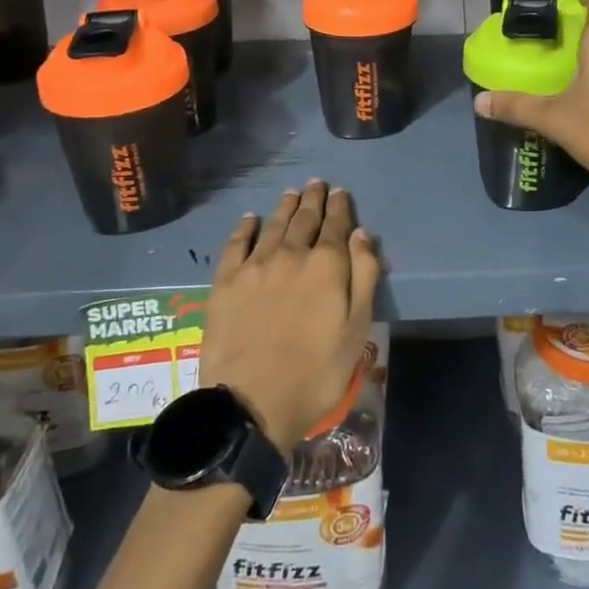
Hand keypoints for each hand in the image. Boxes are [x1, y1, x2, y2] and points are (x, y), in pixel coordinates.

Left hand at [200, 182, 382, 448]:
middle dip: (313, 200)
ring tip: (291, 194)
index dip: (340, 207)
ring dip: (284, 207)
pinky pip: (235, 244)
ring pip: (273, 225)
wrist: (252, 404)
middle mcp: (290, 255)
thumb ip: (363, 276)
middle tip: (316, 184)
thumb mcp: (357, 329)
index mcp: (326, 265)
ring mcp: (255, 266)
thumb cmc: (316, 372)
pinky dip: (244, 227)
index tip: (340, 193)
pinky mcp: (225, 282)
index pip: (336, 226)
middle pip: (304, 219)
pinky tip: (249, 219)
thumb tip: (361, 234)